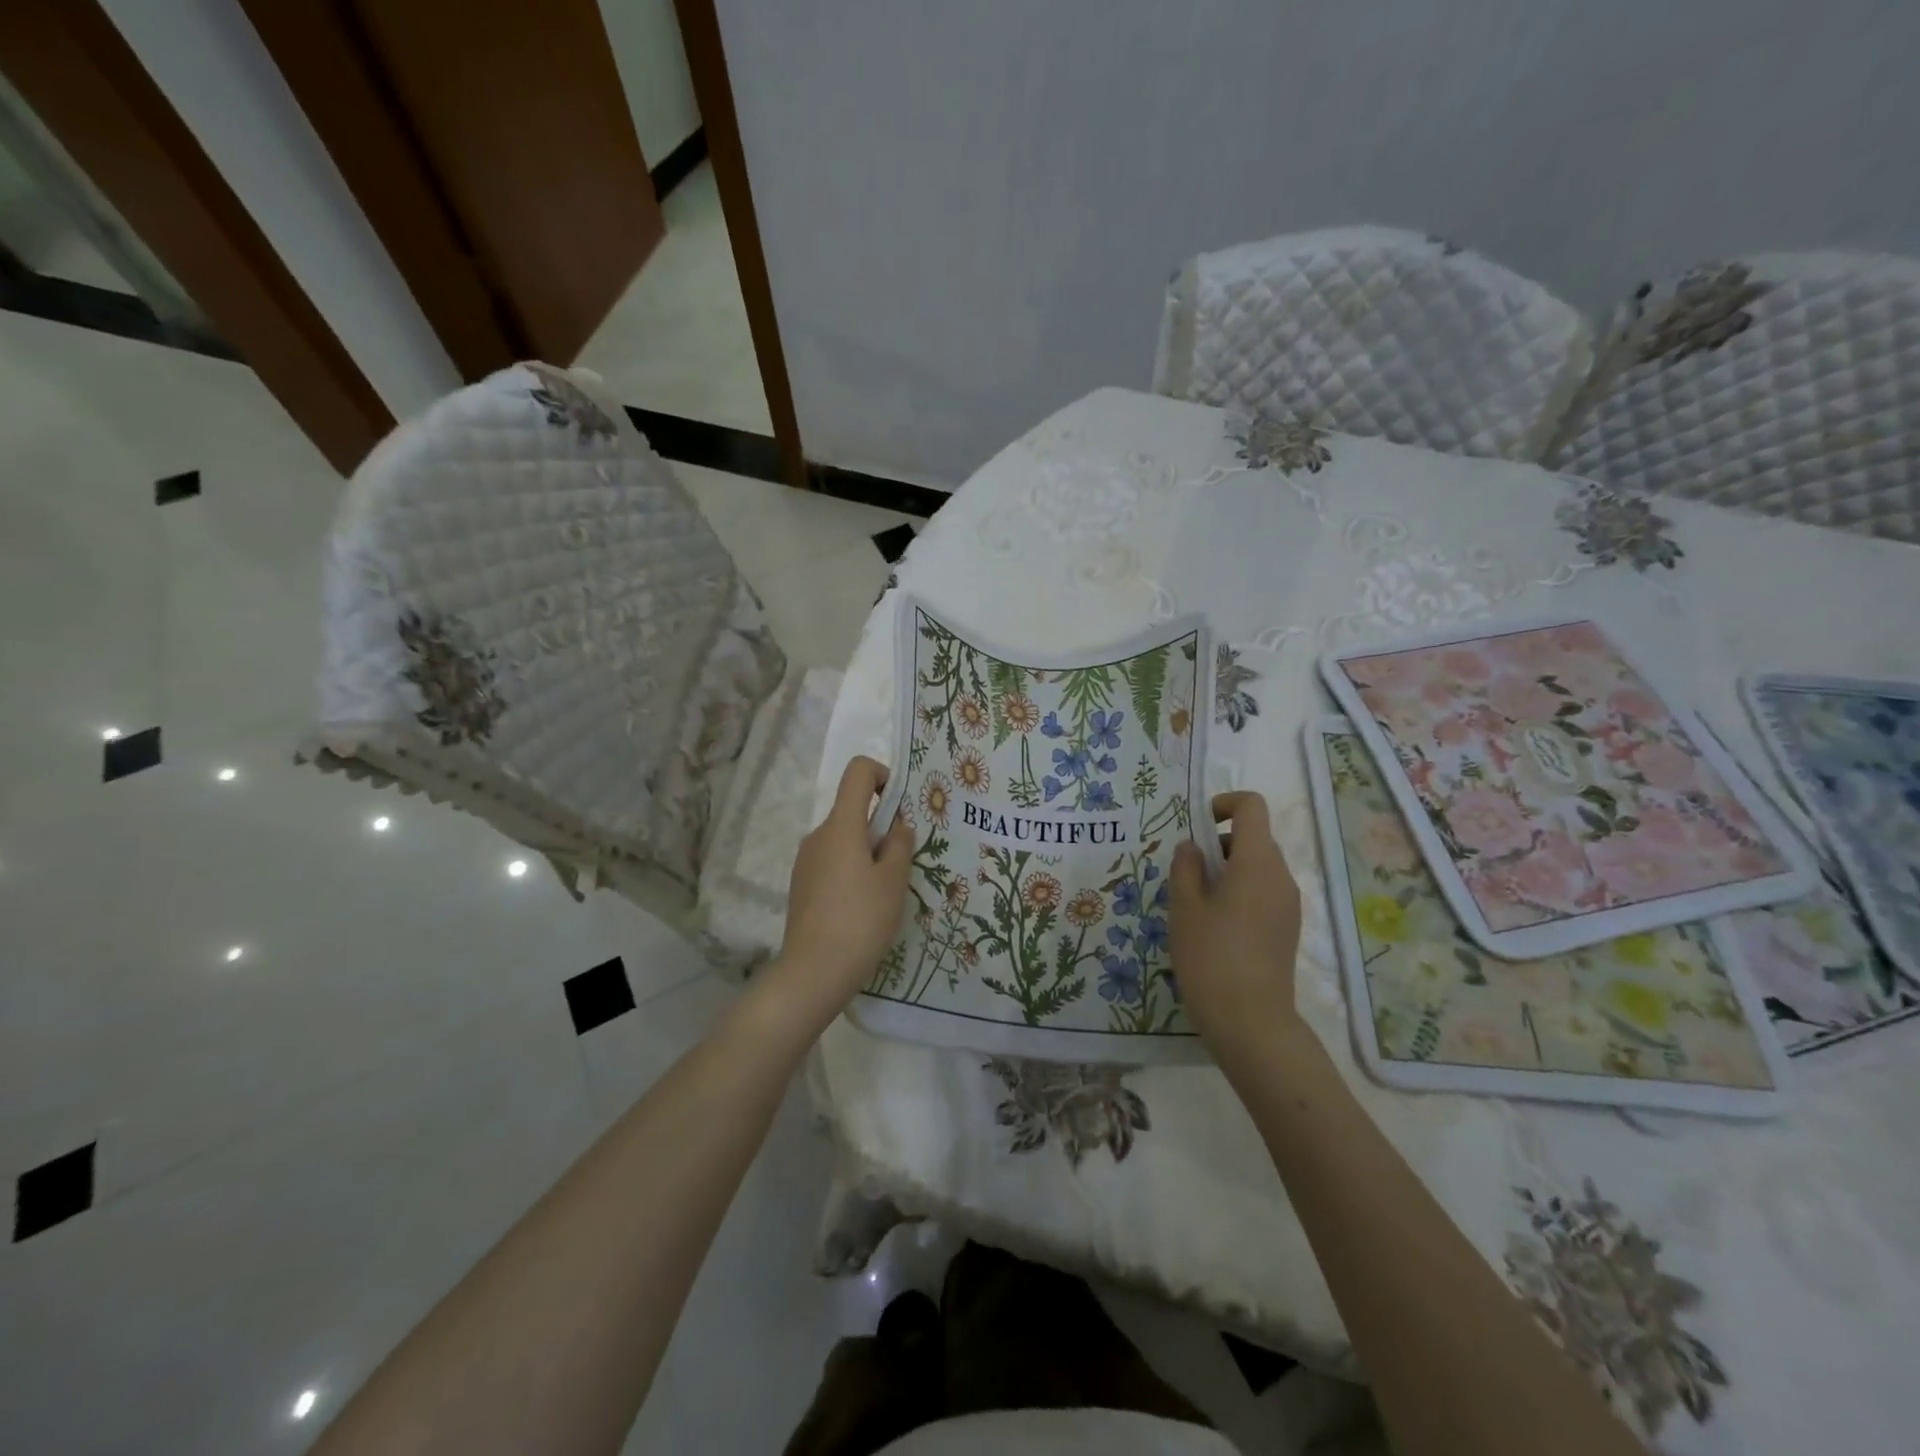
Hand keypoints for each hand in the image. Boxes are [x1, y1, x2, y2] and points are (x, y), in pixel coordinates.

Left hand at [775, 755, 913, 1016]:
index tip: (899, 807)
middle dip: (881, 827)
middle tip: (902, 864)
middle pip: (853, 811)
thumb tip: (898, 825)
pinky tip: (862, 907)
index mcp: (841, 825)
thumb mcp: (894, 881)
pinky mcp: (801, 884)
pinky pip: (832, 862)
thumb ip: (900, 845)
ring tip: (884, 891)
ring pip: (844, 840)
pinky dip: (851, 871)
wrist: (814, 971)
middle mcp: (818, 835)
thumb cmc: (861, 919)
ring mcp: (806, 860)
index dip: (882, 776)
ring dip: (867, 852)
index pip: (858, 772)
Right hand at [1170, 792, 1304, 1056]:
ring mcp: (1288, 904)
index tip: (1197, 828)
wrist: (1250, 1021)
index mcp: (1257, 862)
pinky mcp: (1288, 928)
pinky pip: (1263, 892)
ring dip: (1227, 870)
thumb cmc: (1211, 956)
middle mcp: (1281, 876)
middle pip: (1254, 837)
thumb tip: (1192, 847)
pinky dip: (1239, 892)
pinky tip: (1215, 926)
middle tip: (1186, 874)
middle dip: (1218, 843)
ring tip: (1196, 904)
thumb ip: (1185, 867)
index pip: (1251, 807)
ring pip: (1258, 866)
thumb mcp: (1184, 907)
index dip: (1223, 804)